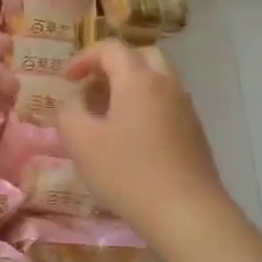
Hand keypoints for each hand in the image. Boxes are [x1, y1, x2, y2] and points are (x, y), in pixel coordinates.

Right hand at [58, 40, 232, 248]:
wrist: (185, 212)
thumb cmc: (127, 172)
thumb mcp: (80, 141)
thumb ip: (69, 111)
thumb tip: (75, 100)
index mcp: (139, 80)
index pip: (111, 49)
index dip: (84, 57)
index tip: (67, 79)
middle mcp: (167, 86)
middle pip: (141, 56)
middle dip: (112, 65)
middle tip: (91, 86)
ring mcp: (185, 109)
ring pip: (157, 80)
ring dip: (129, 86)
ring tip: (106, 114)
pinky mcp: (194, 133)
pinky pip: (165, 104)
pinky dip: (144, 106)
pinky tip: (129, 137)